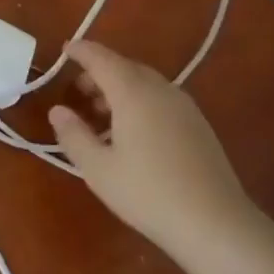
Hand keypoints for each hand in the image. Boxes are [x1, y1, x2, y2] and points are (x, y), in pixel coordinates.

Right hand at [48, 39, 256, 260]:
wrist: (216, 224)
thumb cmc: (148, 193)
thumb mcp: (98, 169)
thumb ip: (73, 135)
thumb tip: (58, 110)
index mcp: (132, 92)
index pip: (101, 58)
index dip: (81, 50)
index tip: (65, 50)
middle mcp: (160, 89)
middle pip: (124, 67)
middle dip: (99, 72)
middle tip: (78, 92)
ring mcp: (184, 105)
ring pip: (144, 82)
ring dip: (119, 88)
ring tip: (102, 116)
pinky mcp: (198, 124)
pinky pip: (160, 98)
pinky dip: (139, 101)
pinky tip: (133, 132)